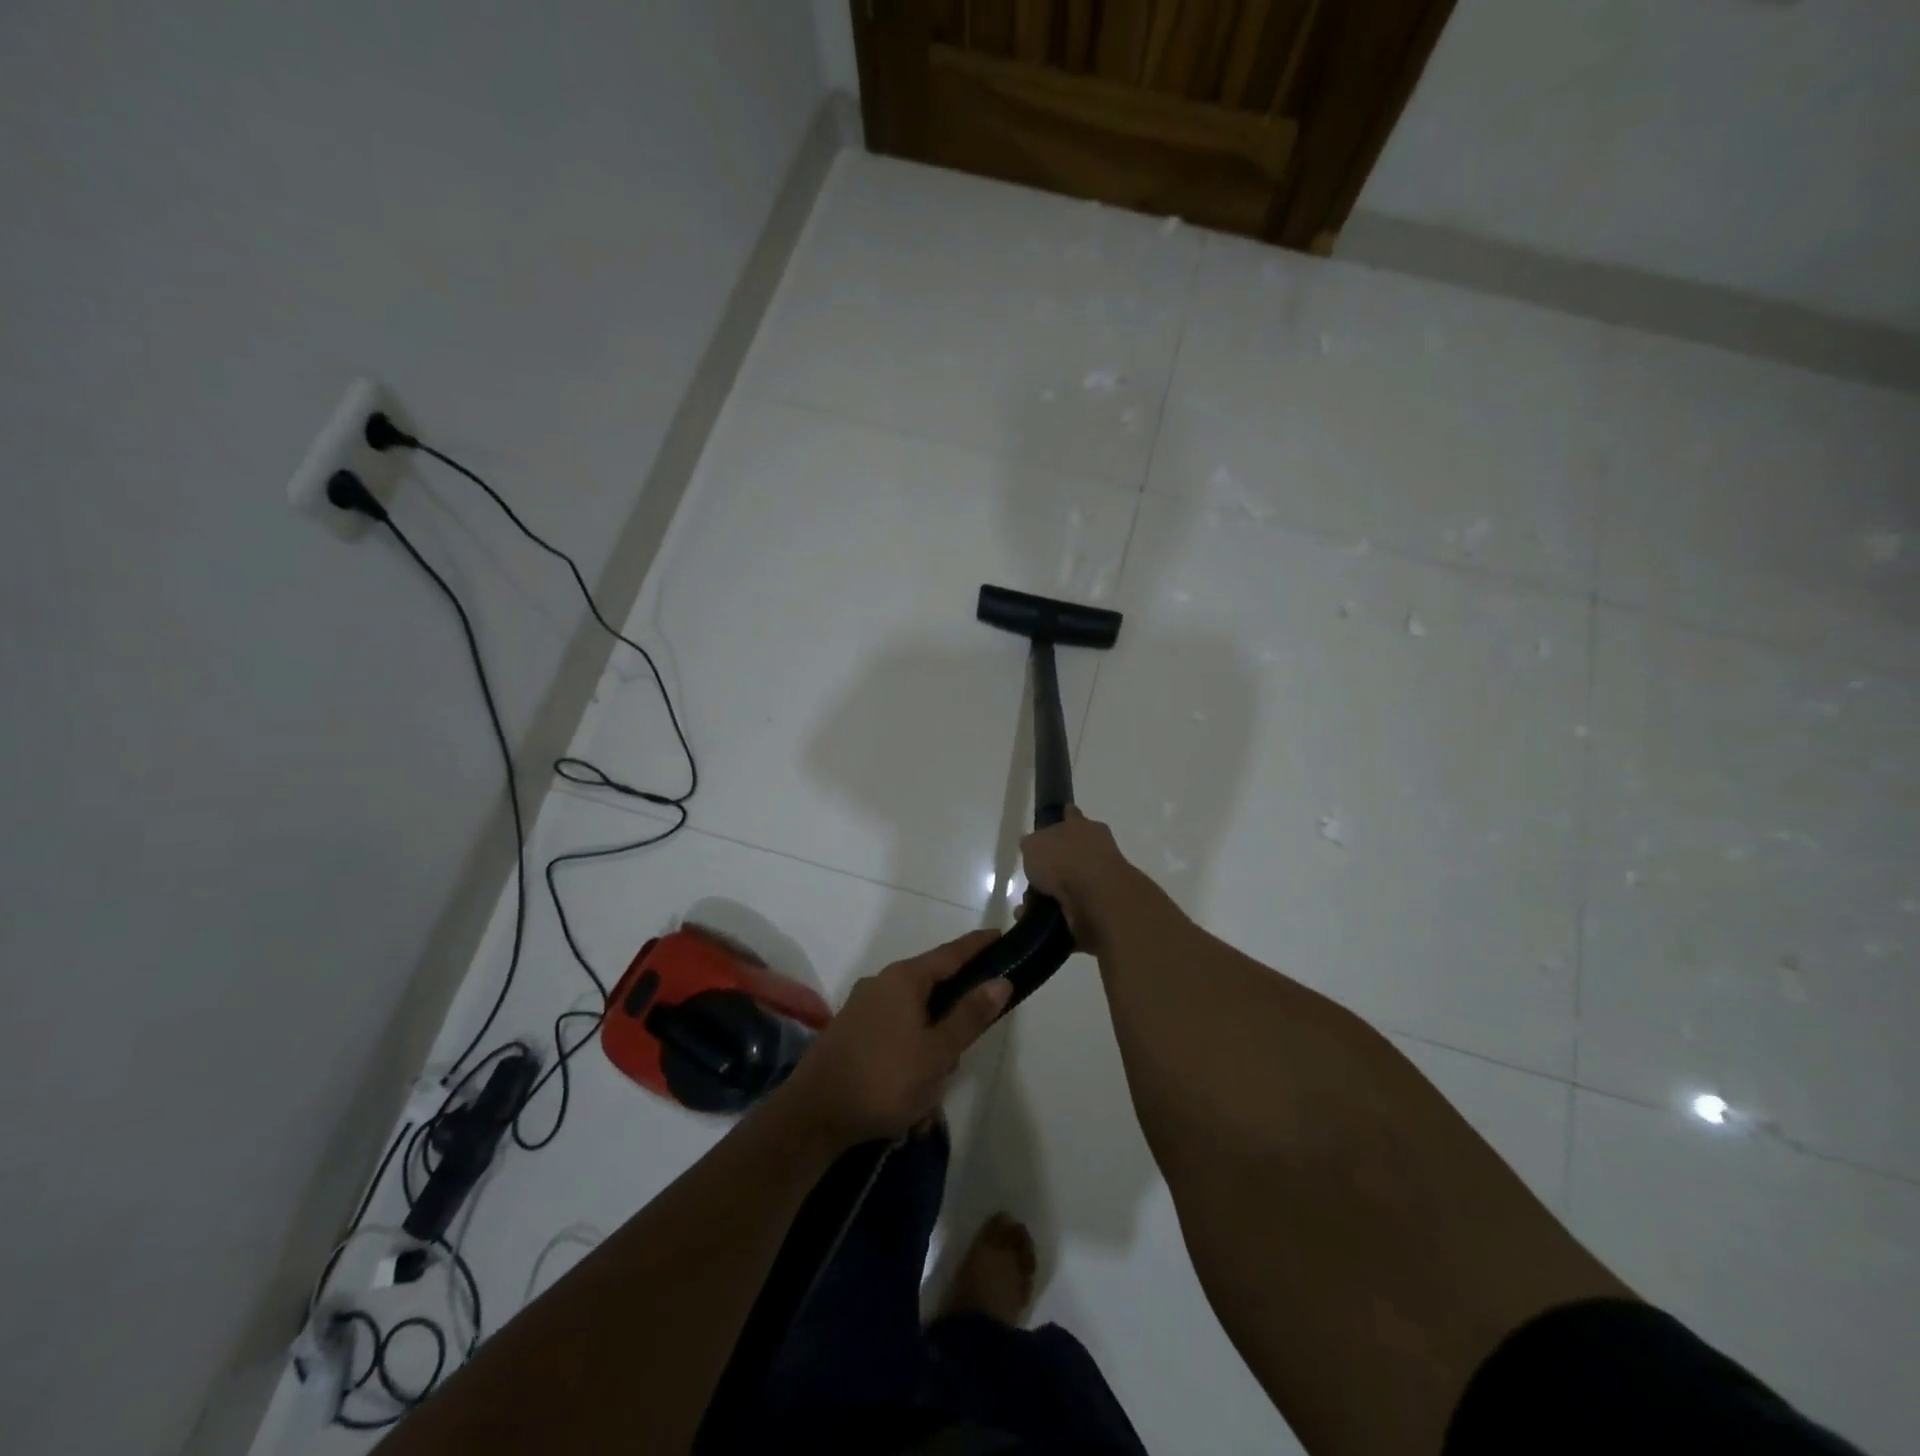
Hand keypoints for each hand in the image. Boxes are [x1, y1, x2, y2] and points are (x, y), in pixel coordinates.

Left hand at [780, 931, 1009, 1148]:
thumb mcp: (938, 1052)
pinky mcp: (850, 1032)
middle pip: (932, 987)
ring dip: (930, 1047)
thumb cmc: (885, 1079)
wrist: (813, 1115)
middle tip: (964, 1053)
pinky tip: (910, 1095)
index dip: (978, 946)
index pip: (951, 953)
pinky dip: (908, 1057)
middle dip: (953, 1018)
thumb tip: (1001, 980)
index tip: (1001, 937)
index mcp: (904, 978)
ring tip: (932, 1091)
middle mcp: (881, 983)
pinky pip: (893, 1034)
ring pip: (913, 1017)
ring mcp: (862, 1007)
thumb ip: (970, 1016)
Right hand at [1020, 807, 1143, 954]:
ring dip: (1052, 894)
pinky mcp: (1101, 908)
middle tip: (1033, 876)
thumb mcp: (1034, 844)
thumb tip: (1031, 847)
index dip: (1063, 818)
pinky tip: (1037, 921)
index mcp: (1083, 826)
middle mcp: (1096, 849)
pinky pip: (1072, 910)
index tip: (1056, 823)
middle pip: (1073, 852)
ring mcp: (1101, 880)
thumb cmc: (1064, 859)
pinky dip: (1056, 916)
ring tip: (1028, 905)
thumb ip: (1032, 844)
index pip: (1071, 815)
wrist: (1096, 898)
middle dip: (1054, 864)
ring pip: (1071, 884)